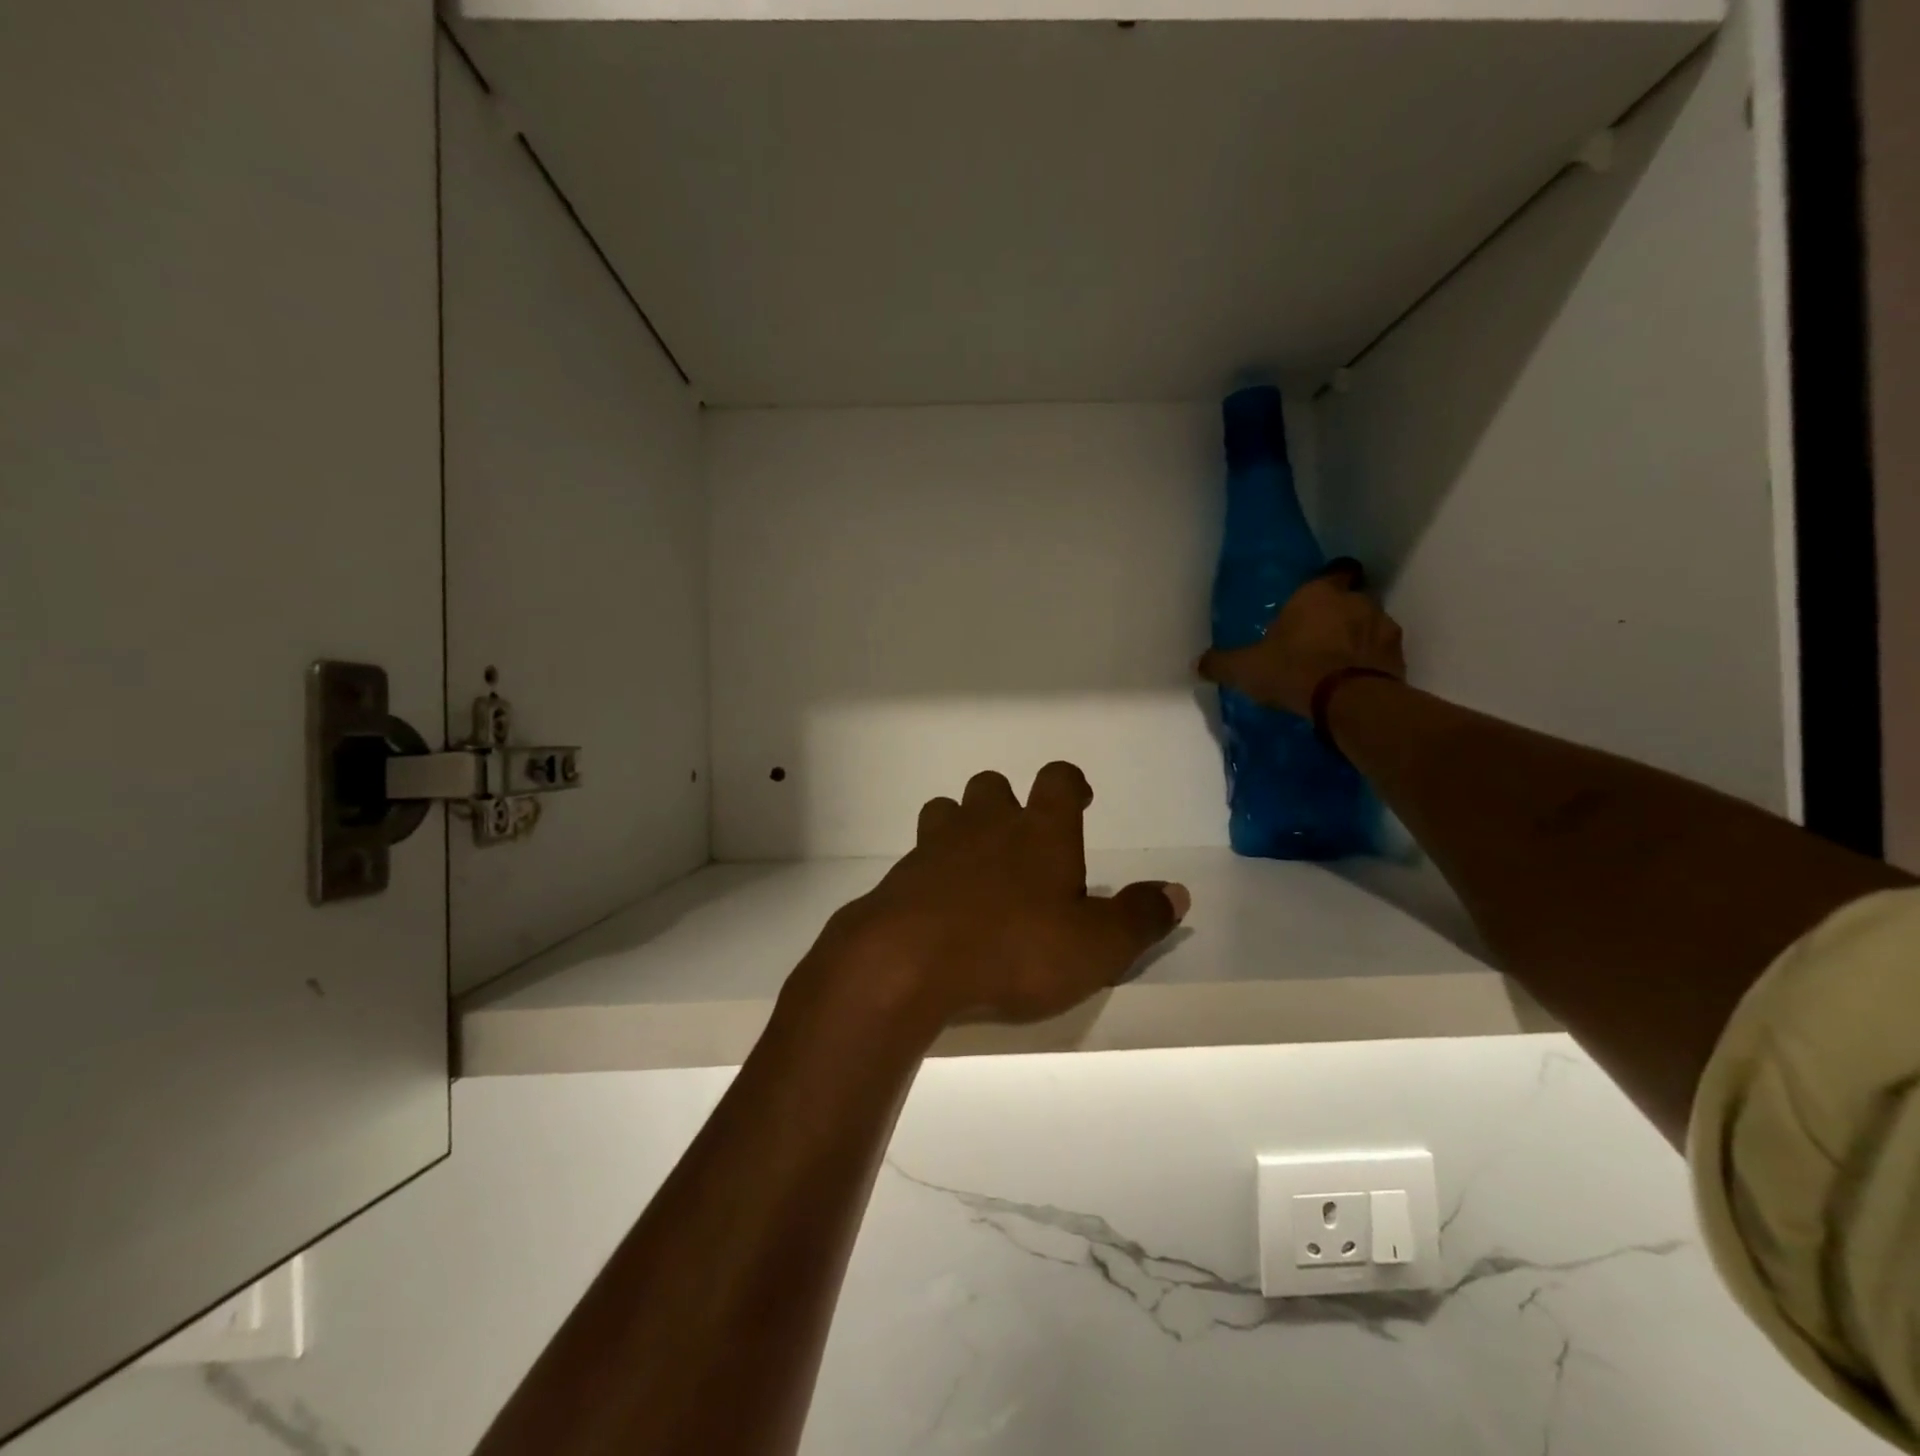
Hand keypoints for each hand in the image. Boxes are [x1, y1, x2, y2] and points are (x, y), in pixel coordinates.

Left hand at [794, 762, 1189, 1037]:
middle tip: (1023, 841)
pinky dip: (932, 869)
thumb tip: (1177, 892)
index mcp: (1040, 830)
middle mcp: (987, 824)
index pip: (1058, 779)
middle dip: (1008, 804)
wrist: (910, 961)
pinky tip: (941, 904)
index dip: (1070, 783)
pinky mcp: (901, 875)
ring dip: (963, 827)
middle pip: (993, 786)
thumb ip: (1138, 918)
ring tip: (977, 865)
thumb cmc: (1015, 948)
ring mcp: (937, 845)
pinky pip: (918, 855)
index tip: (1079, 798)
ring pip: (948, 810)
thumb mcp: (1096, 946)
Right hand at [1196, 560, 1405, 717]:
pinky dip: (1371, 662)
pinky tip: (1353, 681)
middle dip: (1339, 613)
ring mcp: (1383, 627)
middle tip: (1318, 637)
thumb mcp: (1246, 668)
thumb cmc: (1293, 670)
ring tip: (1337, 663)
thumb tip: (1198, 663)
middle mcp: (1356, 601)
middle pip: (1352, 598)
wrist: (1348, 701)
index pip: (1335, 570)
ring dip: (1358, 638)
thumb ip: (1222, 663)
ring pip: (1370, 625)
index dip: (1328, 581)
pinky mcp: (1398, 657)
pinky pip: (1381, 653)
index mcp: (1319, 594)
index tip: (1316, 599)